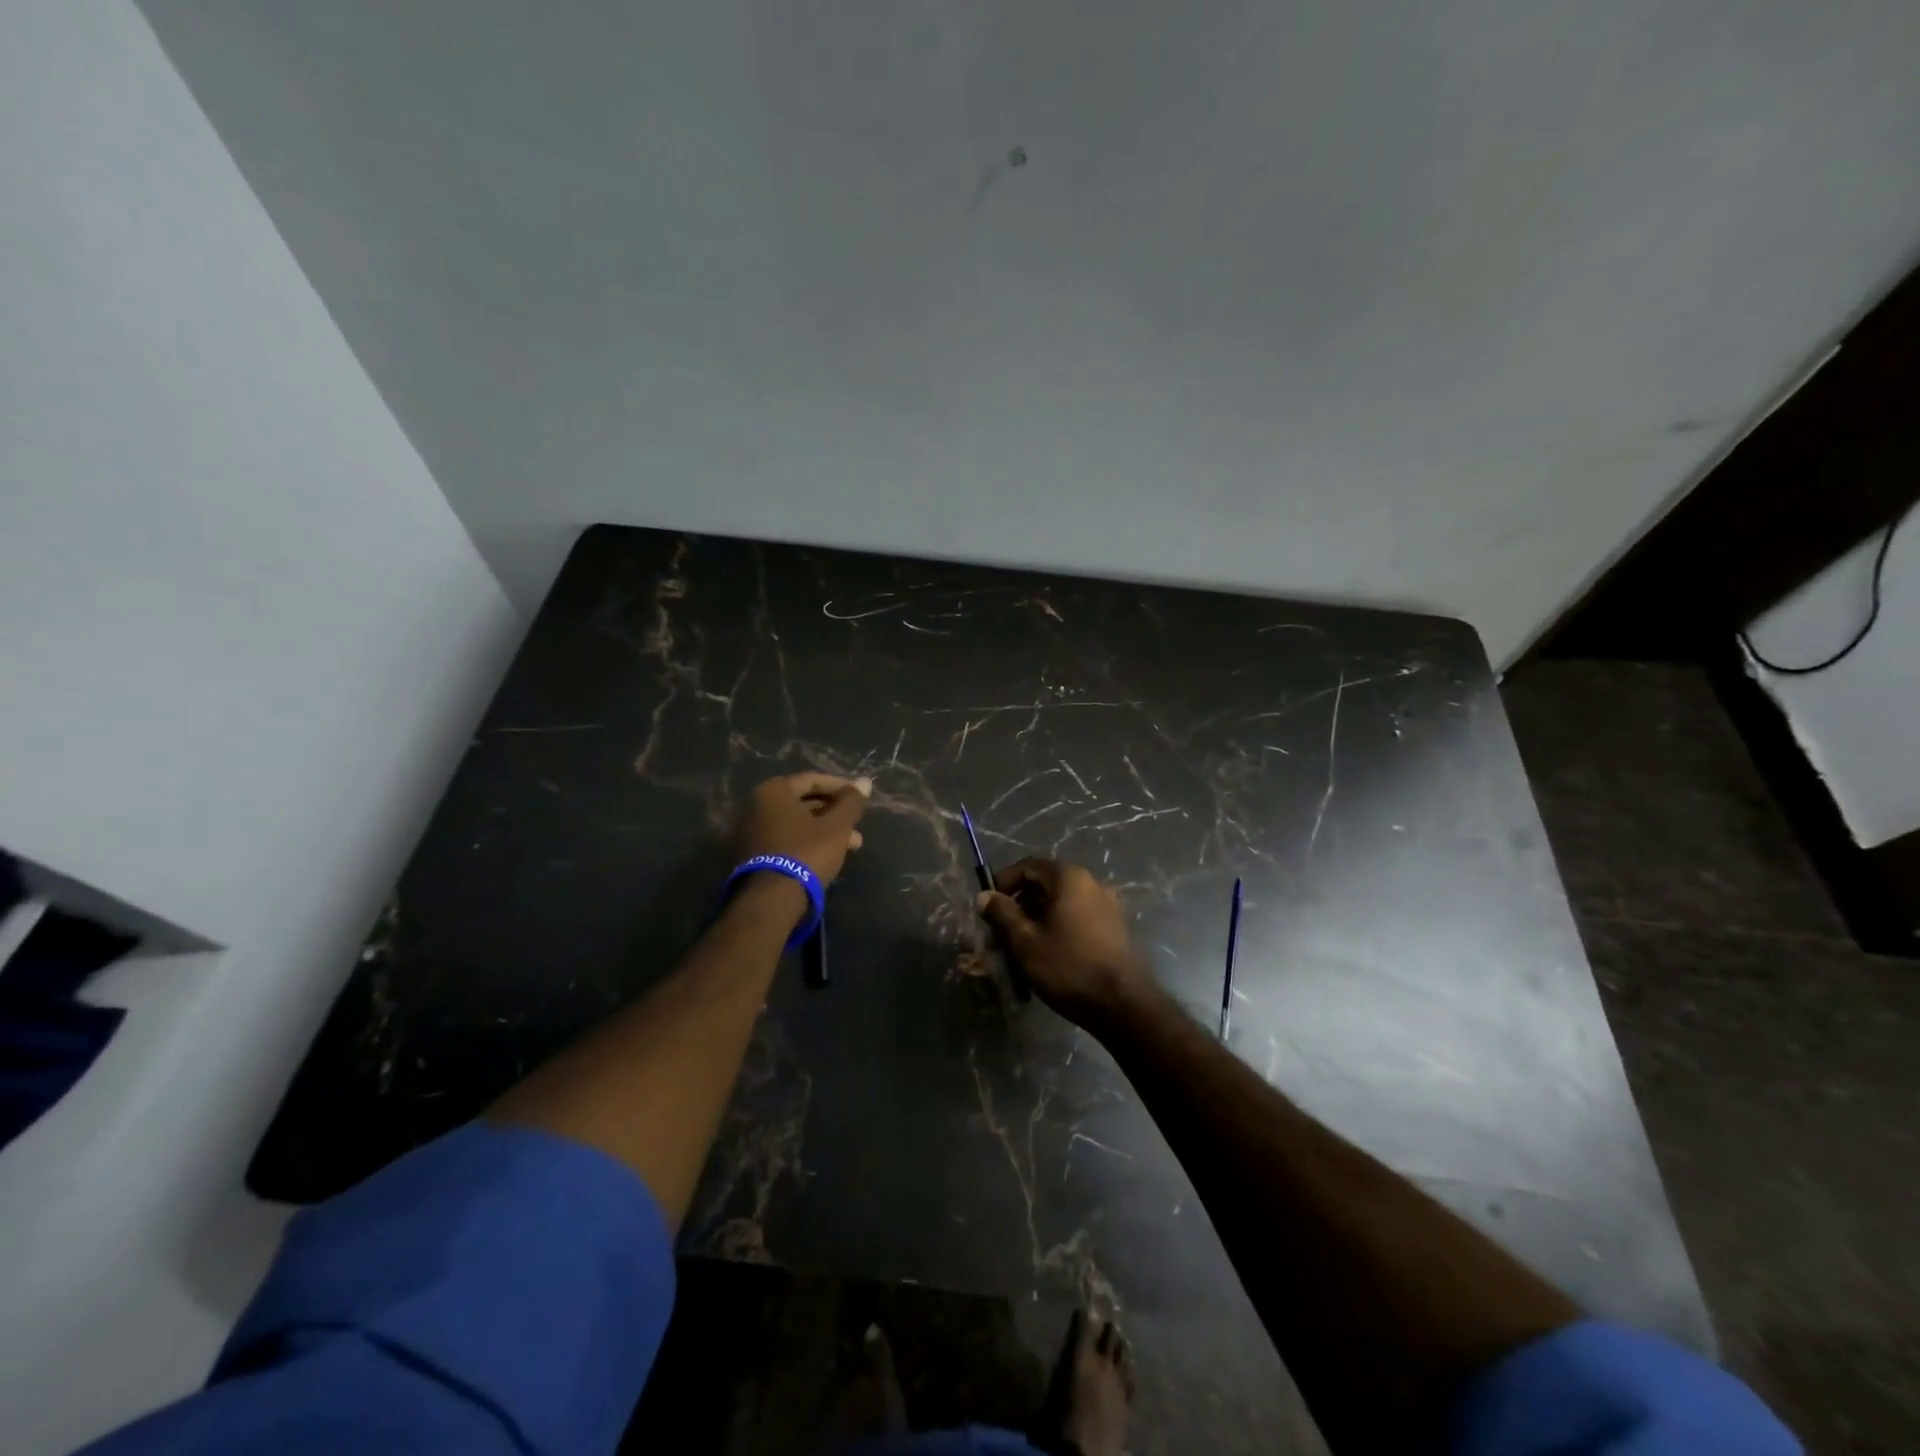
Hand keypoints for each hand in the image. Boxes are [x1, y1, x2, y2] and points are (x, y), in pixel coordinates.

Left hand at [736, 772, 871, 886]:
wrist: (771, 900)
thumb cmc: (807, 853)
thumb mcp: (837, 826)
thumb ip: (851, 802)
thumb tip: (865, 781)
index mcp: (774, 791)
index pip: (812, 780)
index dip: (840, 787)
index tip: (859, 799)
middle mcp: (757, 806)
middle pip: (804, 803)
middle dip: (834, 814)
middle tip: (858, 826)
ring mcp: (752, 832)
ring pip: (797, 824)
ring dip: (826, 831)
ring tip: (852, 846)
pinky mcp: (754, 855)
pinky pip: (787, 840)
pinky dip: (808, 843)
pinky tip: (830, 856)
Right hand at [976, 858, 1153, 1028]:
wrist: (1123, 1005)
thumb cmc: (1069, 967)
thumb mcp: (1025, 941)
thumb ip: (1002, 914)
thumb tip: (984, 895)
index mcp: (1069, 878)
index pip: (1028, 866)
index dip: (1003, 882)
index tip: (988, 907)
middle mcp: (1091, 883)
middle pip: (1045, 884)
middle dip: (1019, 905)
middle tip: (1000, 932)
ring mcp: (1106, 906)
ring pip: (1060, 904)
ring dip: (1036, 919)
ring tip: (1020, 947)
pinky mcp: (1114, 929)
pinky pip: (1076, 918)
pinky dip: (1056, 928)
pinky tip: (1046, 955)